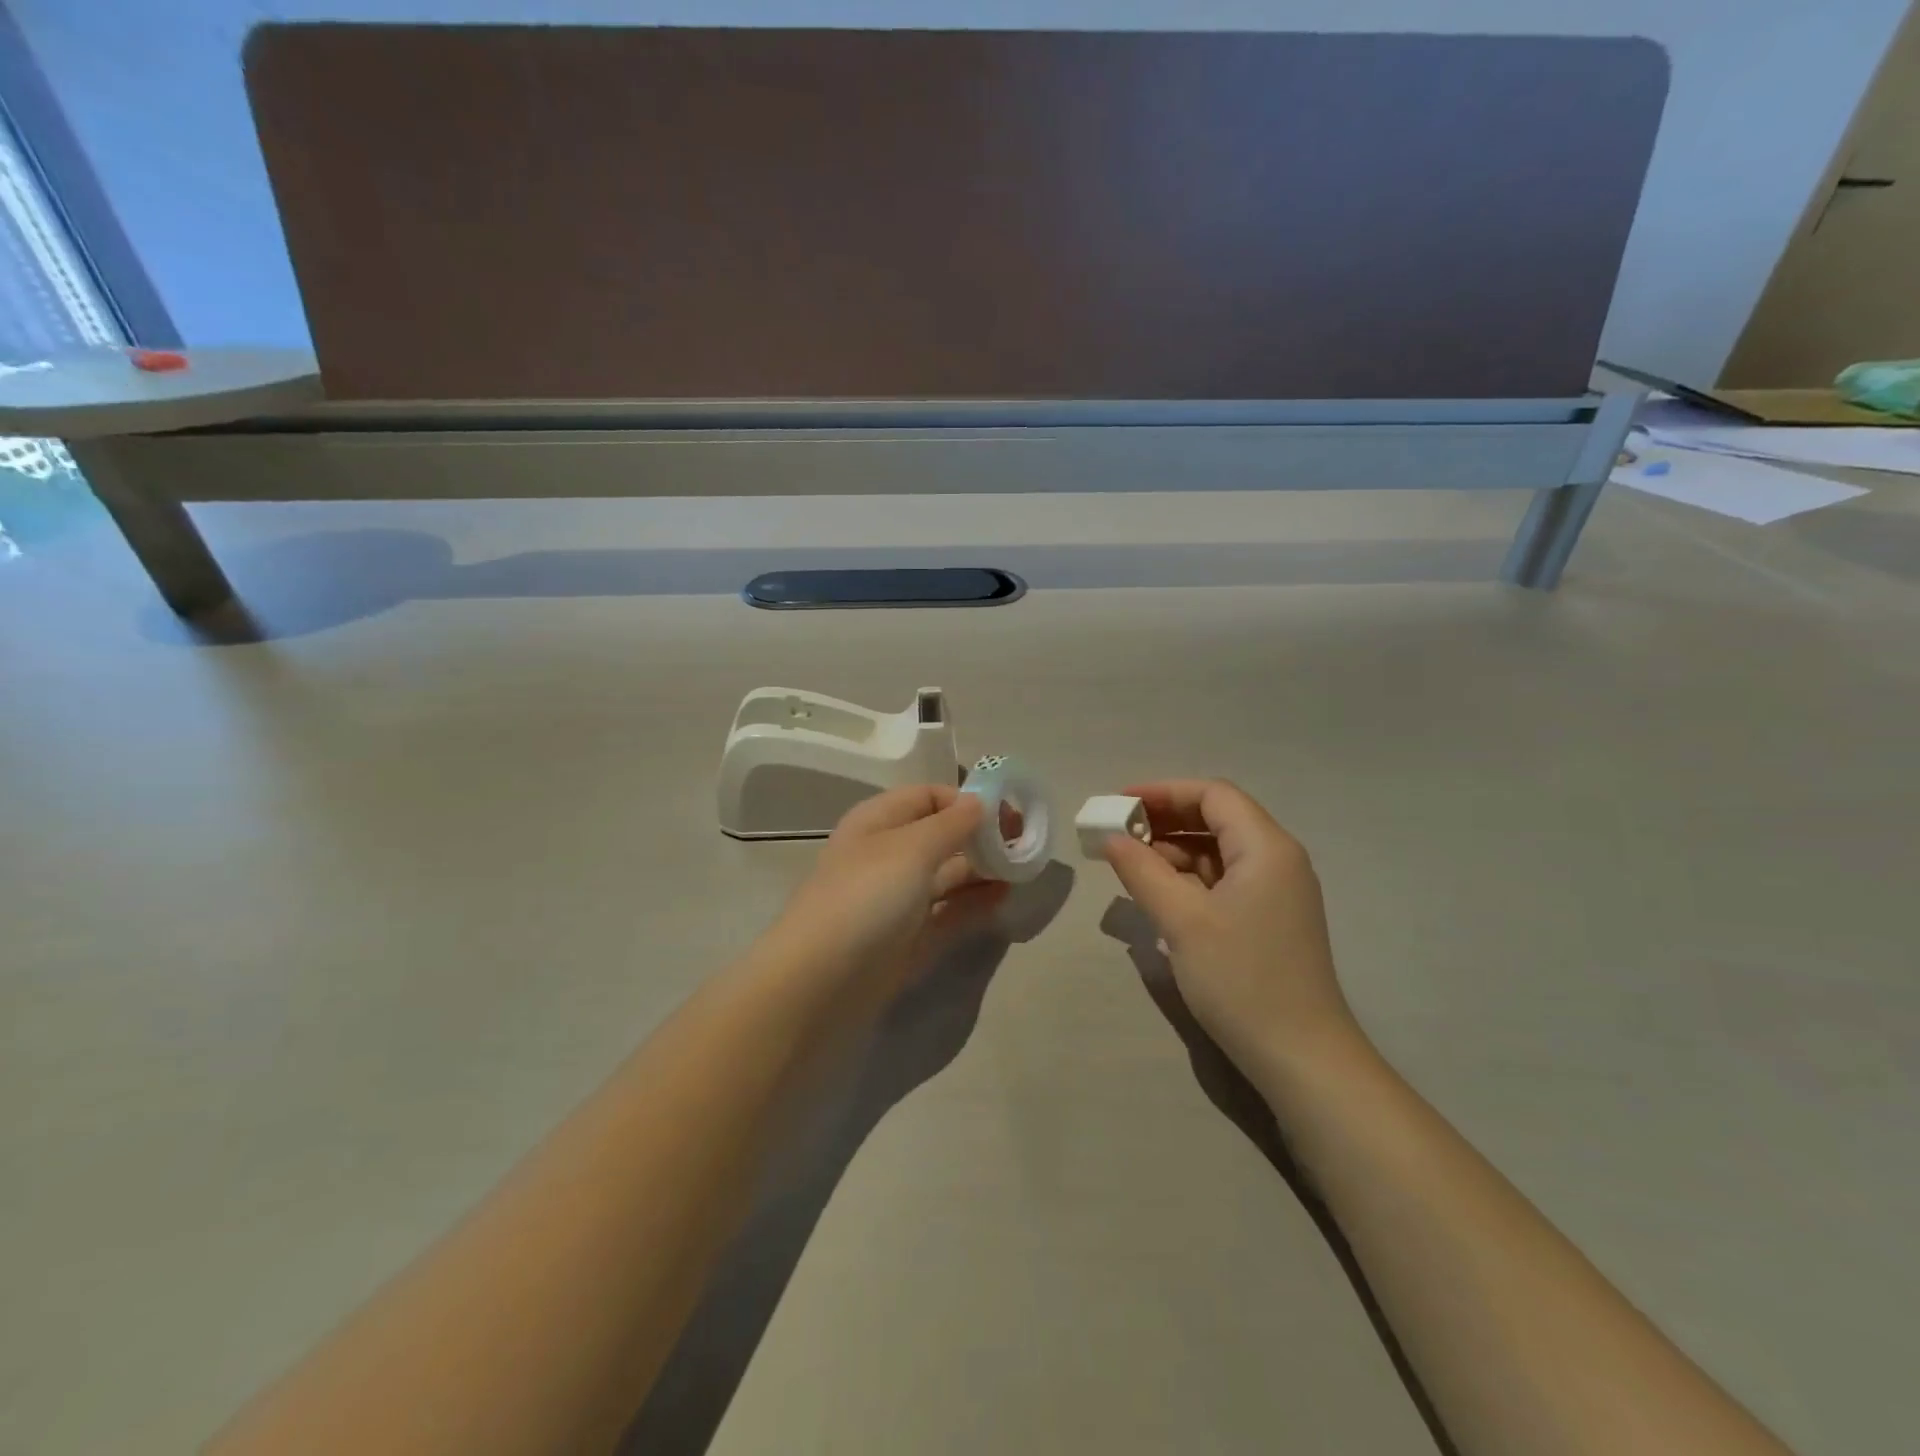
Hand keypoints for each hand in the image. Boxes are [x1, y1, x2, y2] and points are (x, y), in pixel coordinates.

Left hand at [770, 785, 1007, 1011]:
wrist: (820, 984)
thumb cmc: (865, 898)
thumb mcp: (911, 849)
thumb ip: (952, 824)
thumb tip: (980, 802)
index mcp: (878, 823)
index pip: (928, 797)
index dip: (967, 801)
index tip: (1008, 814)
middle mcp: (887, 856)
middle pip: (941, 836)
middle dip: (981, 836)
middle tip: (1025, 844)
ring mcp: (897, 900)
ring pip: (947, 875)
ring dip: (983, 869)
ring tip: (1022, 870)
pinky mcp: (908, 939)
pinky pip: (948, 912)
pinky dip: (975, 903)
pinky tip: (1004, 898)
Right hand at [1102, 780, 1359, 1078]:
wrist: (1301, 1058)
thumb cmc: (1241, 979)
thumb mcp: (1182, 921)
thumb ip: (1142, 871)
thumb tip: (1112, 839)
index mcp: (1266, 847)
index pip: (1212, 795)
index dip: (1163, 792)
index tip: (1118, 805)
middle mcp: (1277, 859)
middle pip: (1216, 818)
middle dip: (1165, 821)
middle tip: (1117, 835)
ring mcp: (1276, 891)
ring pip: (1218, 851)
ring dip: (1174, 851)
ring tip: (1130, 866)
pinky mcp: (1269, 919)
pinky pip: (1224, 880)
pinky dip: (1189, 878)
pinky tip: (1159, 895)